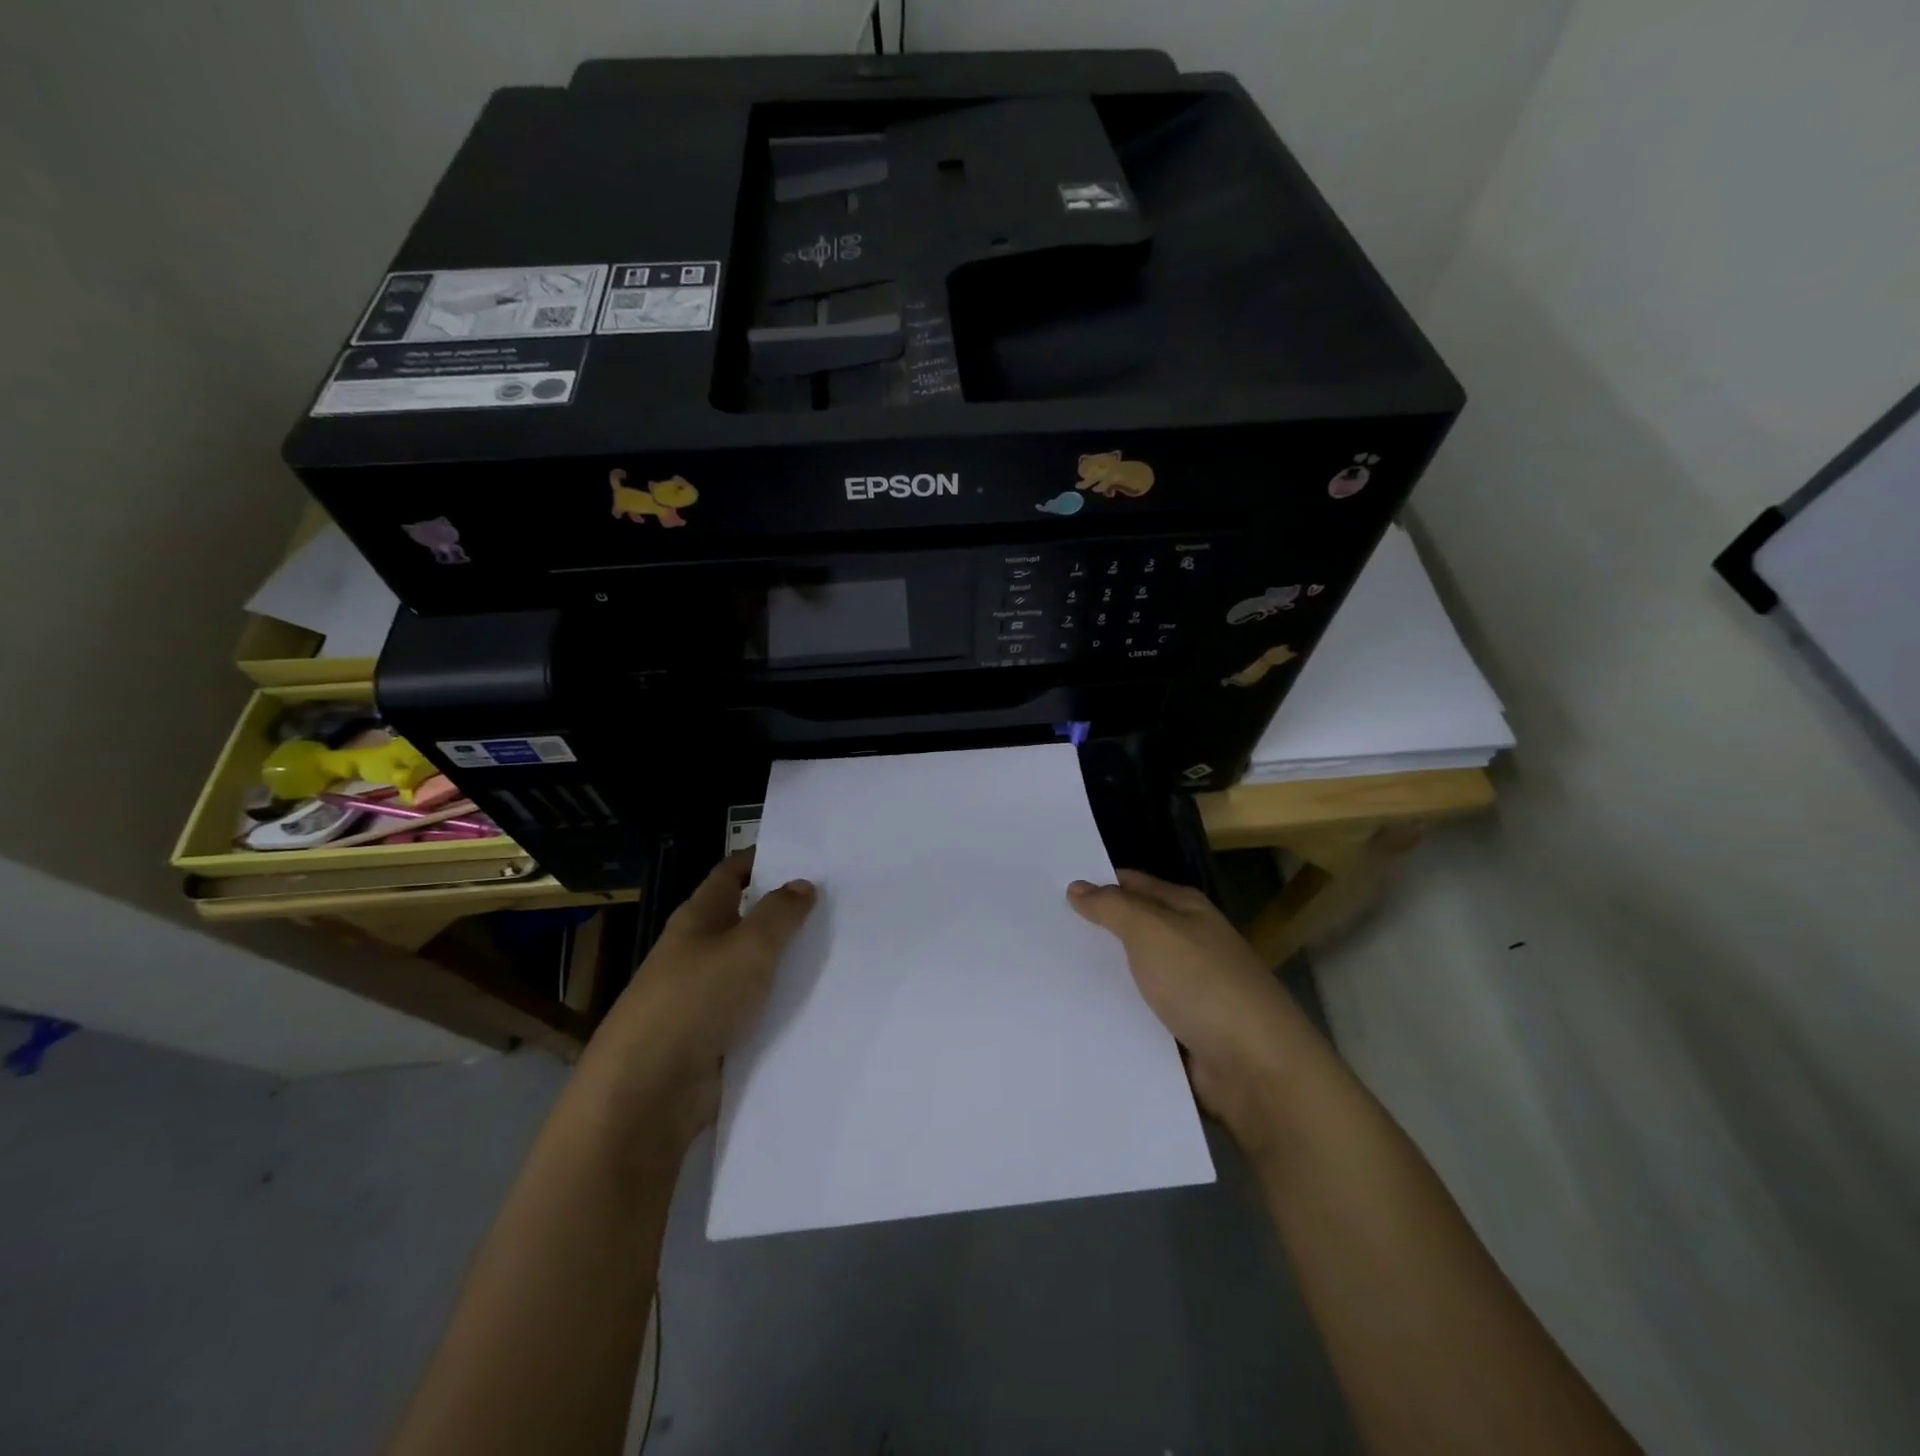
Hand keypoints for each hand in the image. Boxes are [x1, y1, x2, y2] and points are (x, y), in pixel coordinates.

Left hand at [580, 852, 815, 1146]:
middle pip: (745, 920)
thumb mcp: (748, 946)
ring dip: (788, 961)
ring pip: (754, 968)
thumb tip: (802, 884)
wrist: (649, 1090)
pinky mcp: (715, 1036)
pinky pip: (756, 1010)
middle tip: (838, 903)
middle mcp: (699, 951)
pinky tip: (819, 1002)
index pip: (730, 874)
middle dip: (785, 912)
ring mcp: (705, 996)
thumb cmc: (696, 1000)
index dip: (761, 860)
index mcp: (699, 918)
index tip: (803, 856)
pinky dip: (782, 1004)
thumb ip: (779, 914)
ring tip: (840, 950)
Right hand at [1068, 870, 1311, 1149]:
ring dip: (1096, 976)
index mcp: (1185, 909)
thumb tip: (1077, 886)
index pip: (1130, 884)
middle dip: (1088, 931)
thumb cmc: (1204, 985)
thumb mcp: (1153, 932)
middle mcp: (1185, 942)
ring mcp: (1184, 988)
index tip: (1046, 889)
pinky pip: (1136, 1013)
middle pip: (1128, 929)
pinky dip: (1112, 1013)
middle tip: (1035, 931)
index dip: (1093, 884)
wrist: (1257, 1070)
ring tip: (1042, 974)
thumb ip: (1112, 907)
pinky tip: (1073, 1016)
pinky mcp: (1179, 1030)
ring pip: (1129, 974)